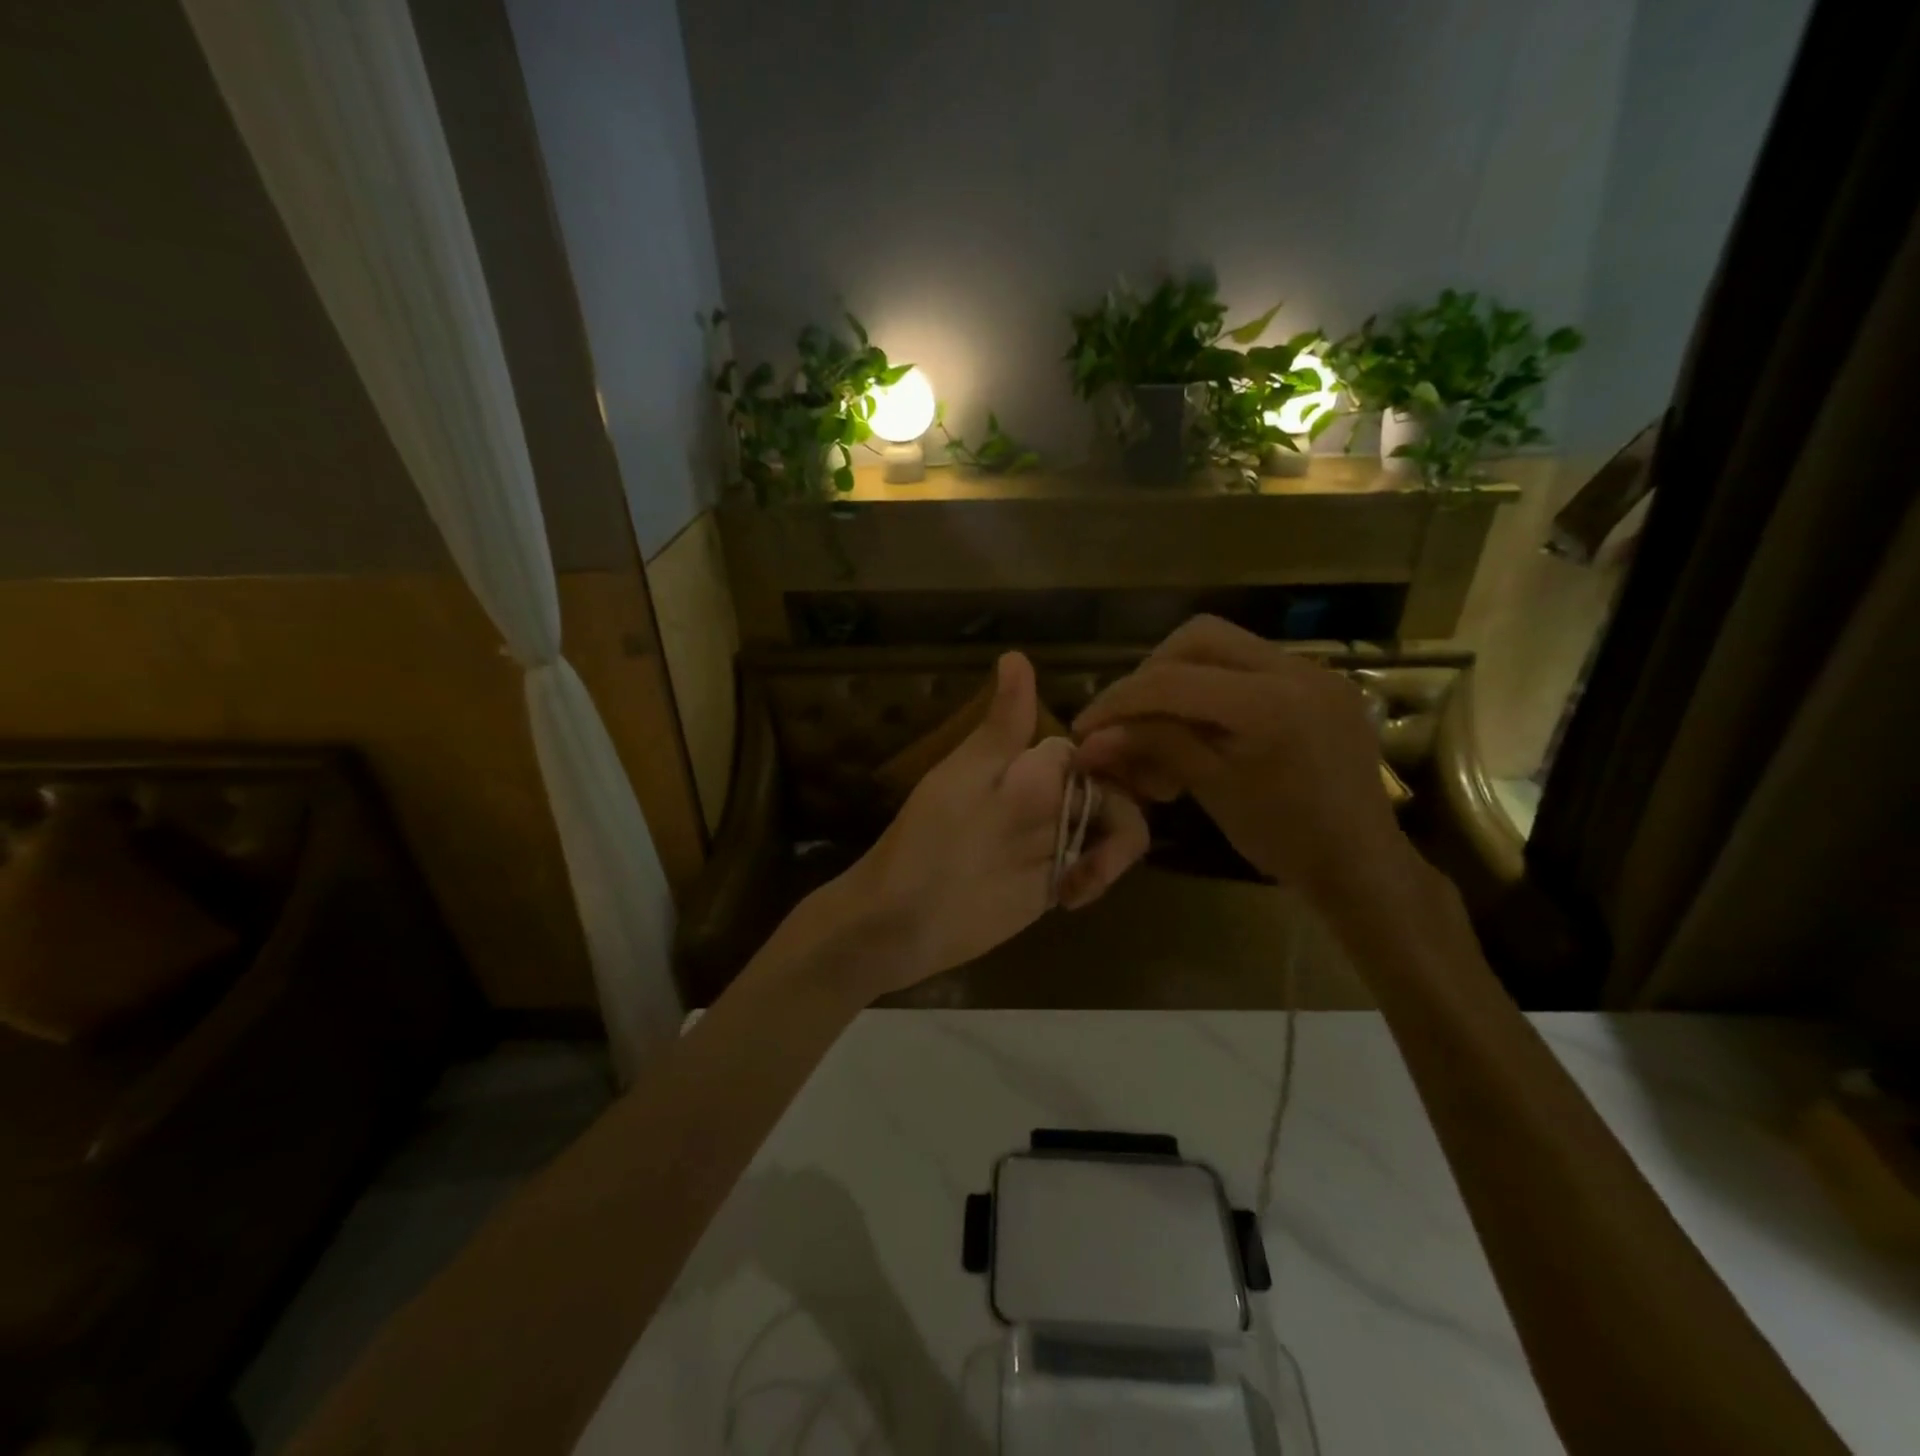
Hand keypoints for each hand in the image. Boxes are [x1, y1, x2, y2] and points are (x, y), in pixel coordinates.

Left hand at [836, 652, 1146, 995]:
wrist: (902, 920)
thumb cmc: (928, 842)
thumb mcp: (966, 779)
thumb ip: (1002, 728)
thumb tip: (1015, 655)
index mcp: (1026, 766)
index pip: (1091, 749)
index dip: (1116, 758)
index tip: (1123, 780)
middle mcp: (1046, 797)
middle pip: (1114, 789)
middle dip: (1121, 818)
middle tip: (1097, 859)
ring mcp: (1052, 839)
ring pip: (1113, 828)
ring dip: (1114, 853)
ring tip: (1080, 886)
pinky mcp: (1053, 879)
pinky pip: (1097, 867)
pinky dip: (1098, 877)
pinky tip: (1071, 899)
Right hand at [1072, 616, 1403, 902]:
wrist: (1363, 863)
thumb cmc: (1285, 839)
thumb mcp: (1212, 789)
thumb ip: (1153, 747)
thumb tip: (1090, 739)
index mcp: (1268, 704)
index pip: (1171, 681)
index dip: (1118, 701)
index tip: (1085, 728)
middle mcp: (1294, 669)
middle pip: (1198, 638)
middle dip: (1151, 672)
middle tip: (1128, 715)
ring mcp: (1314, 671)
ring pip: (1226, 645)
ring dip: (1182, 675)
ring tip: (1162, 721)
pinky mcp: (1321, 682)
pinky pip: (1253, 665)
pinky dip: (1216, 684)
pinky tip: (1204, 722)